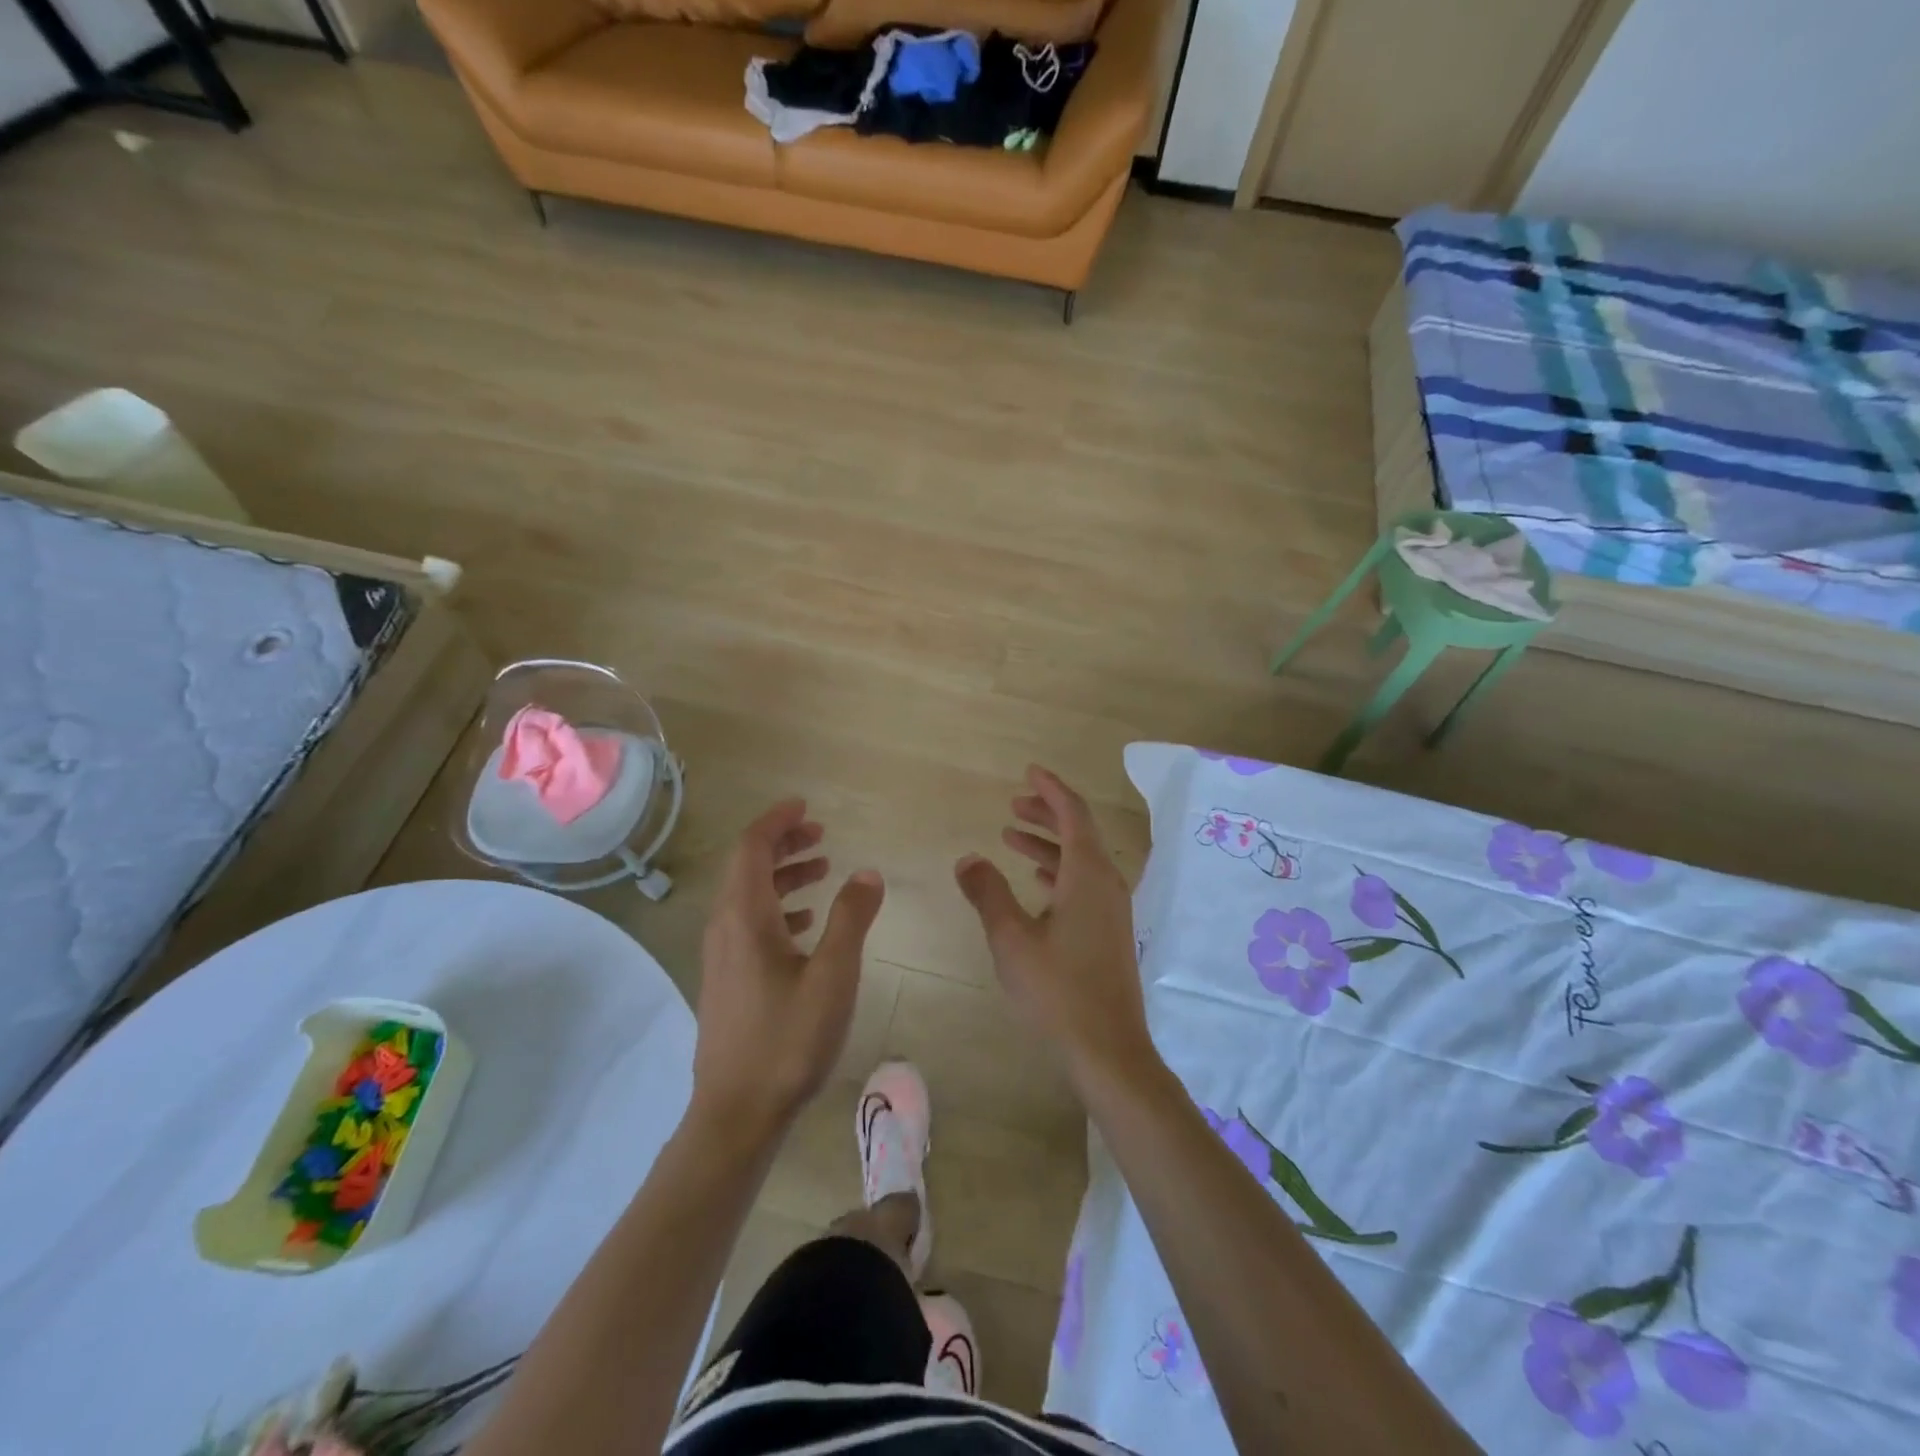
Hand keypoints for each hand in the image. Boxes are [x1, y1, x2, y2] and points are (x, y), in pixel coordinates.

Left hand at [693, 799, 884, 1137]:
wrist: (738, 1112)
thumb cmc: (788, 1039)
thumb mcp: (832, 975)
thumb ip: (851, 918)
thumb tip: (868, 873)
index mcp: (745, 917)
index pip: (752, 848)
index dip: (777, 821)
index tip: (806, 806)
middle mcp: (725, 927)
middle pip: (748, 867)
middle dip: (783, 843)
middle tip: (821, 833)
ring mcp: (722, 956)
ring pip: (749, 896)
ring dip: (784, 875)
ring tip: (823, 869)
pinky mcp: (728, 979)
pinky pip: (750, 923)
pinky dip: (779, 907)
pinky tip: (807, 922)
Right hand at [955, 766, 1155, 1087]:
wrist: (1108, 1050)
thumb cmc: (1057, 991)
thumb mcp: (1011, 939)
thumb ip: (987, 893)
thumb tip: (967, 859)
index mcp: (1088, 875)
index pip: (1073, 814)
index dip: (1051, 789)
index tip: (1029, 772)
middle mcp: (1107, 884)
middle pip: (1079, 832)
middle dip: (1046, 814)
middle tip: (1013, 805)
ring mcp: (1112, 910)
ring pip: (1080, 860)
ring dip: (1048, 845)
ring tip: (1011, 838)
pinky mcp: (1110, 932)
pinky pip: (1084, 884)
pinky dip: (1058, 872)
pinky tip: (1034, 883)